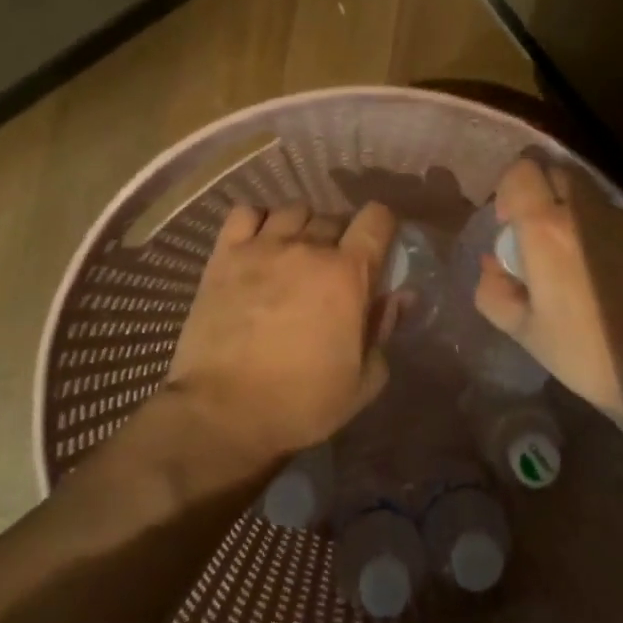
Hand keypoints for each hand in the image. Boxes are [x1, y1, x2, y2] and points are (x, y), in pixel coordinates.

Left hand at [165, 201, 397, 465]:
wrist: (222, 412)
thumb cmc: (300, 403)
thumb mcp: (362, 382)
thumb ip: (384, 330)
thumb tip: (400, 296)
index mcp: (347, 274)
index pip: (377, 219)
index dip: (383, 227)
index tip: (378, 248)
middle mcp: (308, 248)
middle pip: (335, 217)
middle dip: (341, 237)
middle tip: (333, 270)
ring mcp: (262, 247)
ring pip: (294, 210)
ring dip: (302, 227)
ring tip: (294, 254)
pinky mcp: (224, 255)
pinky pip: (246, 212)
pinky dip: (258, 220)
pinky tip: (258, 243)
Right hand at [473, 159, 622, 421]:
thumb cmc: (588, 352)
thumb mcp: (525, 332)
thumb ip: (494, 290)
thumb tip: (493, 264)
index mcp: (547, 228)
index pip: (522, 169)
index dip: (510, 187)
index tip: (512, 223)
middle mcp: (588, 210)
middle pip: (559, 171)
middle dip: (544, 191)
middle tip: (542, 236)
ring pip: (593, 197)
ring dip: (579, 216)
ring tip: (584, 265)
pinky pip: (622, 221)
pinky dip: (610, 237)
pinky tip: (619, 280)